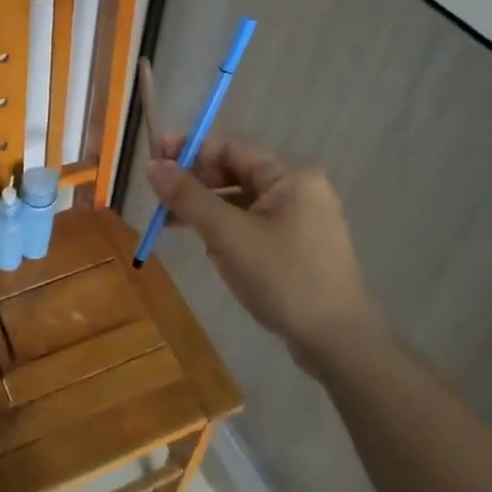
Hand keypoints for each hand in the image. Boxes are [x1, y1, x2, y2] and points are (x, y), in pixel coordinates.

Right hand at [146, 135, 381, 364]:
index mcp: (290, 176)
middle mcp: (297, 189)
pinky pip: (249, 224)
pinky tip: (203, 244)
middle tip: (157, 198)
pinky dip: (223, 229)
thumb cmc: (285, 279)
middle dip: (194, 182)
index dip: (188, 151)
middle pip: (234, 172)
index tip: (153, 162)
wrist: (339, 344)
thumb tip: (153, 166)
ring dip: (204, 208)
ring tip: (167, 223)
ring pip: (239, 201)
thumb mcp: (229, 236)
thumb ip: (189, 197)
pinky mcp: (294, 246)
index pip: (230, 147)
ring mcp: (298, 219)